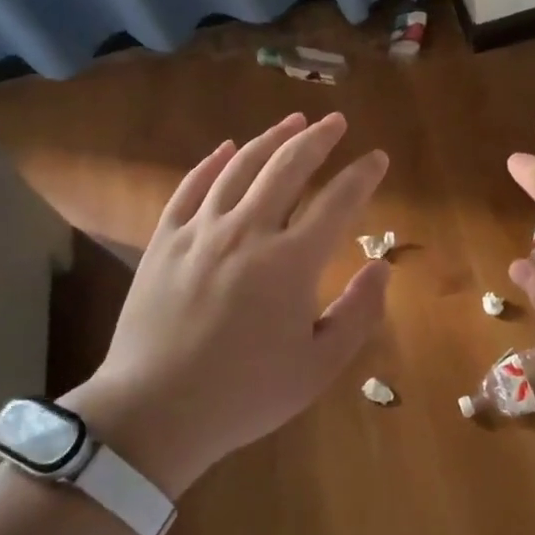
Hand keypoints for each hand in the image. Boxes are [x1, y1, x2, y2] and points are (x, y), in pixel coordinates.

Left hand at [64, 112, 389, 495]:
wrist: (153, 414)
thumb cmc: (245, 394)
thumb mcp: (318, 366)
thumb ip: (358, 313)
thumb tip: (381, 266)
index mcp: (291, 262)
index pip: (337, 201)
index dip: (362, 175)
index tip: (377, 158)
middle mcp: (248, 231)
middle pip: (288, 167)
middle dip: (317, 139)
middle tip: (336, 121)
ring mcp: (201, 231)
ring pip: (241, 168)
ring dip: (271, 139)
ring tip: (293, 121)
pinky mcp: (165, 240)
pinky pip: (191, 187)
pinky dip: (212, 163)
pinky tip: (226, 148)